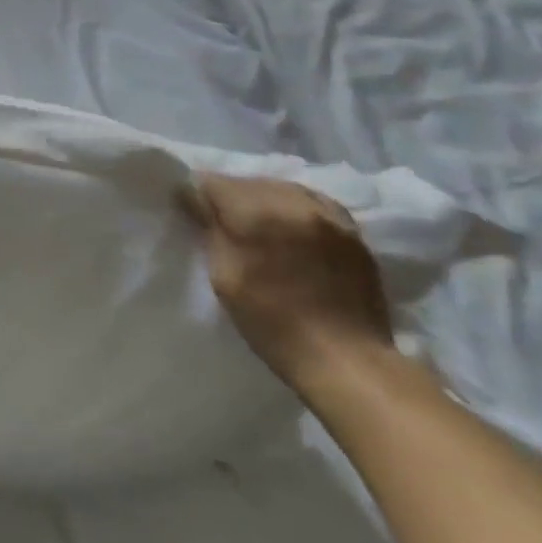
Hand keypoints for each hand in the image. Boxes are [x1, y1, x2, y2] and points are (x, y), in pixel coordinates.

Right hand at [186, 172, 394, 389]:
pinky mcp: (352, 232)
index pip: (214, 183)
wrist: (348, 361)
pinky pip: (313, 202)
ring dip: (263, 199)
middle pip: (249, 181)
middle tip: (220, 220)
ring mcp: (329, 216)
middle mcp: (295, 203)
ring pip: (282, 188)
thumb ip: (210, 229)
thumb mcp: (224, 277)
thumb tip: (193, 198)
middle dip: (230, 195)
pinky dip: (294, 209)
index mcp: (257, 213)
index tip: (189, 212)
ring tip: (256, 224)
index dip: (196, 195)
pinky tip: (291, 228)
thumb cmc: (272, 322)